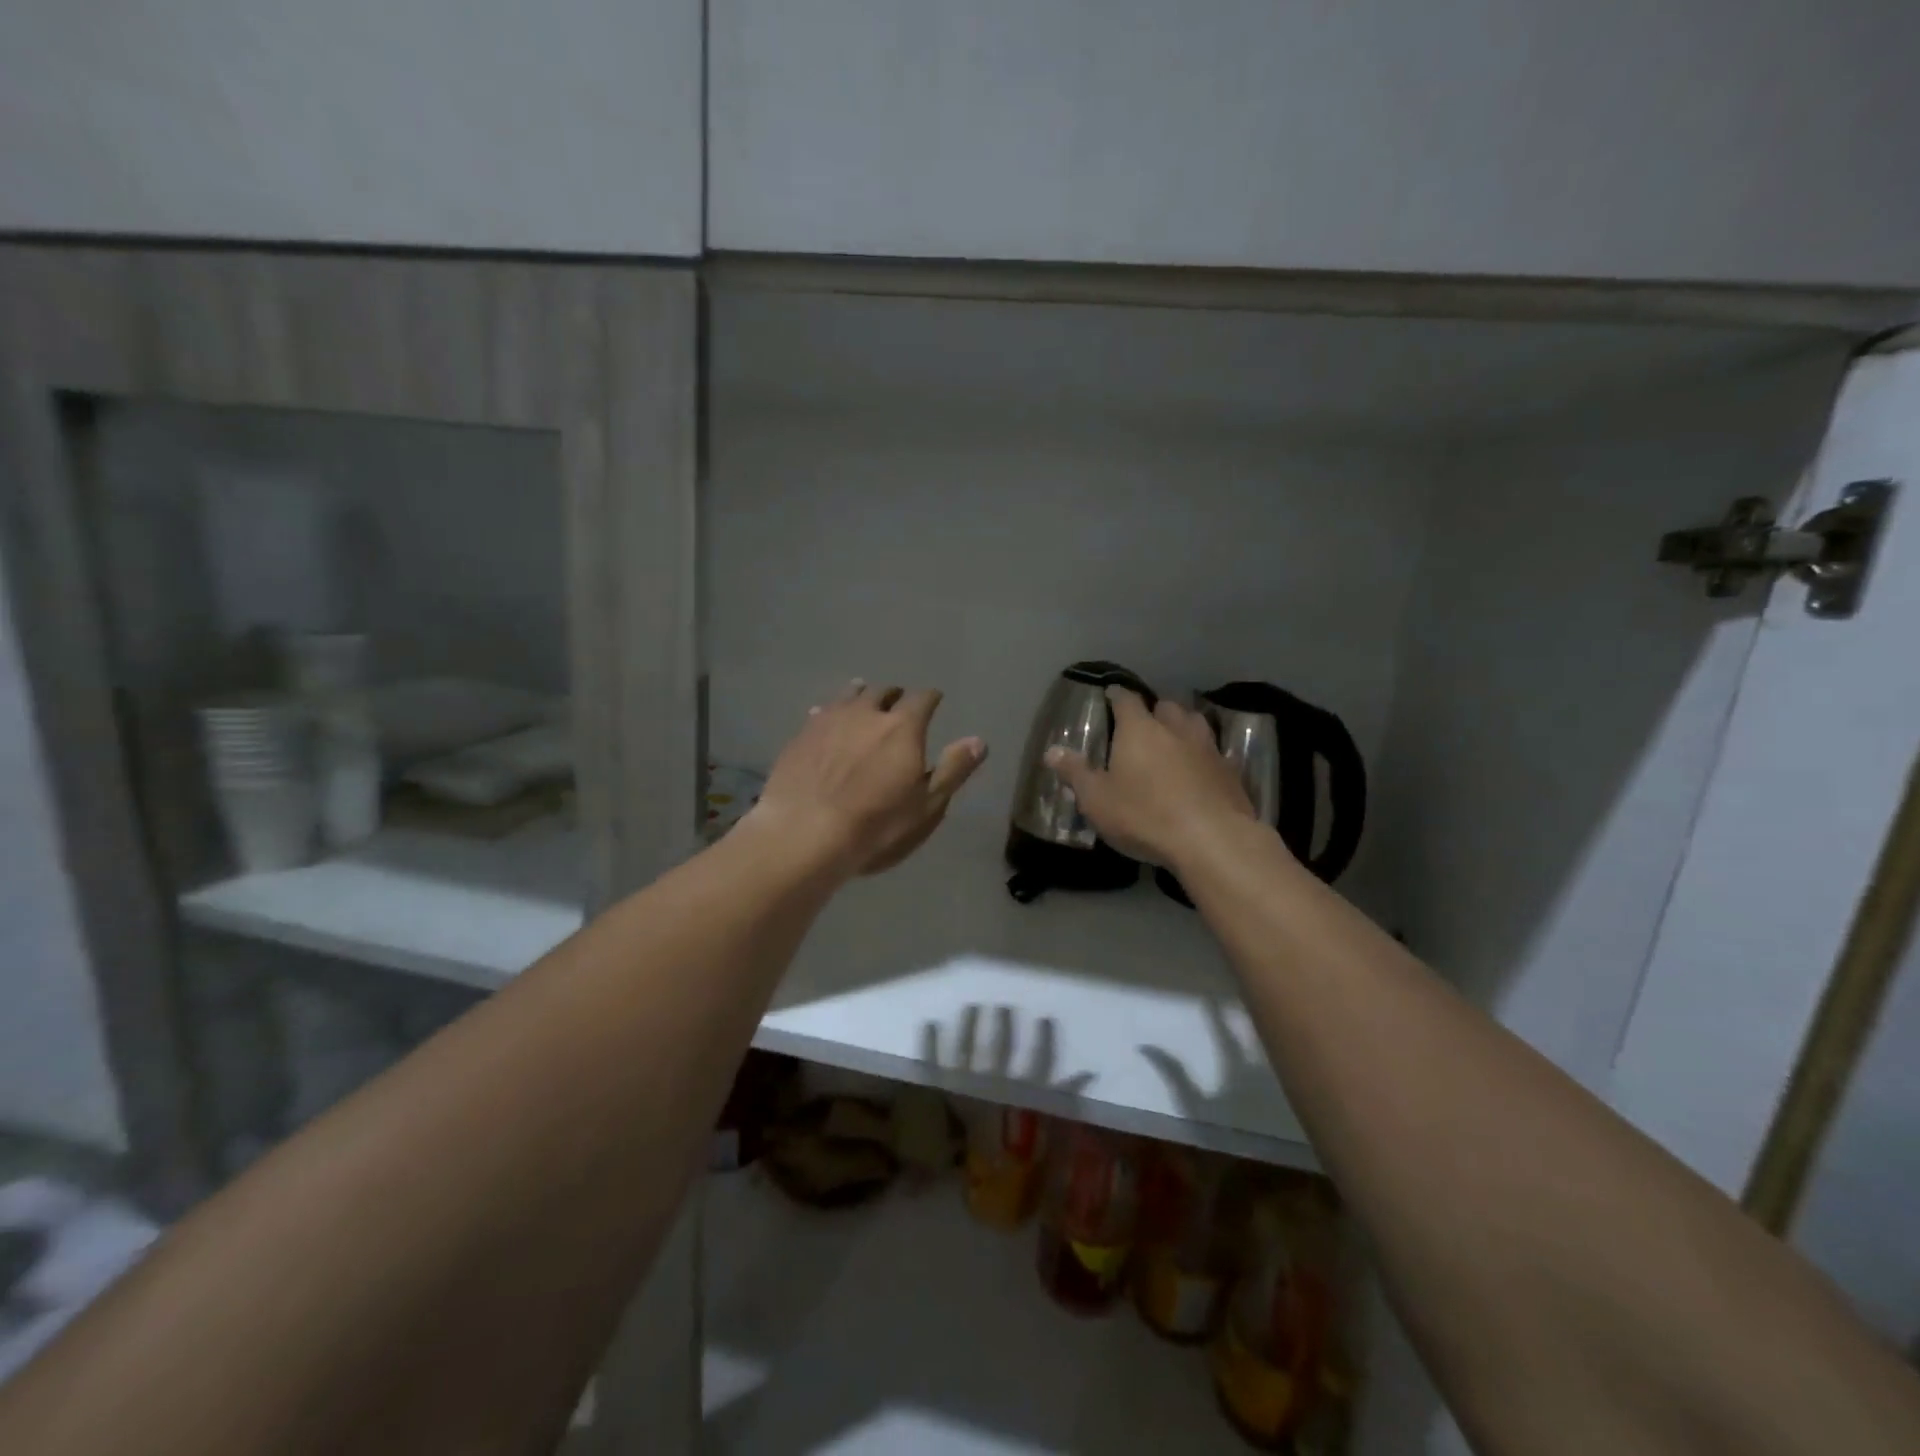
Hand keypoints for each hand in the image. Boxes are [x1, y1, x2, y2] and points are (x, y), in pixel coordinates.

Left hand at [751, 680, 986, 877]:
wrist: (805, 834)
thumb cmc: (877, 825)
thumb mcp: (927, 804)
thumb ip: (954, 769)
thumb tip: (979, 740)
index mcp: (903, 727)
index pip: (923, 699)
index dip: (931, 698)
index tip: (934, 700)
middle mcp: (866, 713)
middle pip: (883, 692)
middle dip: (894, 695)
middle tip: (898, 702)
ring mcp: (829, 720)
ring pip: (849, 696)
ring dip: (861, 695)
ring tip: (864, 698)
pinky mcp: (800, 735)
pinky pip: (820, 712)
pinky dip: (830, 712)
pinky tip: (825, 719)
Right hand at [1045, 687, 1254, 868]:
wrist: (1212, 840)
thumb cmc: (1144, 815)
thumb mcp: (1097, 799)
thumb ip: (1075, 773)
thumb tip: (1051, 751)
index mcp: (1140, 729)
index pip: (1126, 700)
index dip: (1117, 696)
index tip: (1111, 695)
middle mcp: (1176, 729)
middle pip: (1166, 706)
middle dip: (1154, 711)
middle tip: (1144, 725)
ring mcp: (1208, 748)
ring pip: (1195, 724)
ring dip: (1183, 727)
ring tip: (1173, 741)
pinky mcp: (1231, 772)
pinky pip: (1214, 753)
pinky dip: (1204, 756)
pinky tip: (1199, 771)